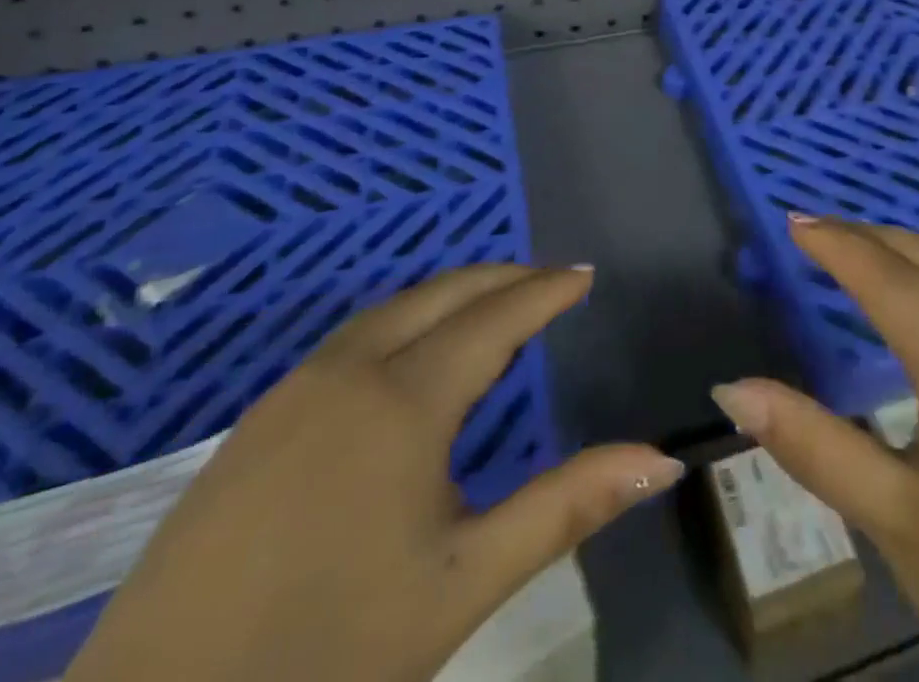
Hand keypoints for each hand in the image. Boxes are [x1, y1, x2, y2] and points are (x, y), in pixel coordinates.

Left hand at [67, 264, 683, 681]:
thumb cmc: (327, 656)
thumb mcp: (464, 582)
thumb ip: (567, 507)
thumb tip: (660, 460)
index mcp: (405, 397)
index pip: (497, 316)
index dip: (546, 292)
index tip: (584, 274)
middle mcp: (350, 370)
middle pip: (444, 293)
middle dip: (504, 278)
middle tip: (550, 282)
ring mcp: (295, 390)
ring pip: (393, 309)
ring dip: (452, 295)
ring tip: (493, 308)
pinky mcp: (257, 420)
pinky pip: (353, 339)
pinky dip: (405, 321)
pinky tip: (411, 356)